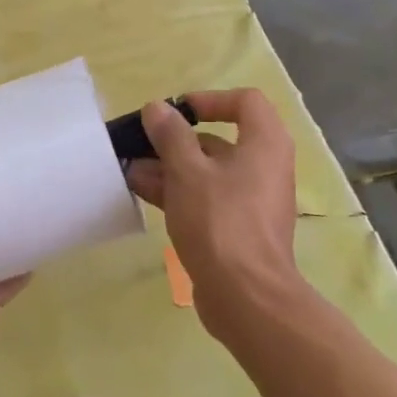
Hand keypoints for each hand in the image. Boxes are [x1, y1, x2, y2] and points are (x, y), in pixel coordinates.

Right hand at [125, 89, 300, 336]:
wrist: (246, 297)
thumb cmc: (221, 221)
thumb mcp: (188, 171)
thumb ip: (170, 135)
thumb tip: (157, 108)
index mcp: (265, 143)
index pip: (245, 102)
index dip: (209, 99)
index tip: (177, 111)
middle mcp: (264, 167)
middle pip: (220, 140)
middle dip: (176, 141)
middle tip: (141, 144)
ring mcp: (252, 201)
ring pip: (208, 172)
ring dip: (170, 168)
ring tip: (131, 170)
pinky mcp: (238, 229)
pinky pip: (207, 199)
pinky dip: (179, 193)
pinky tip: (142, 192)